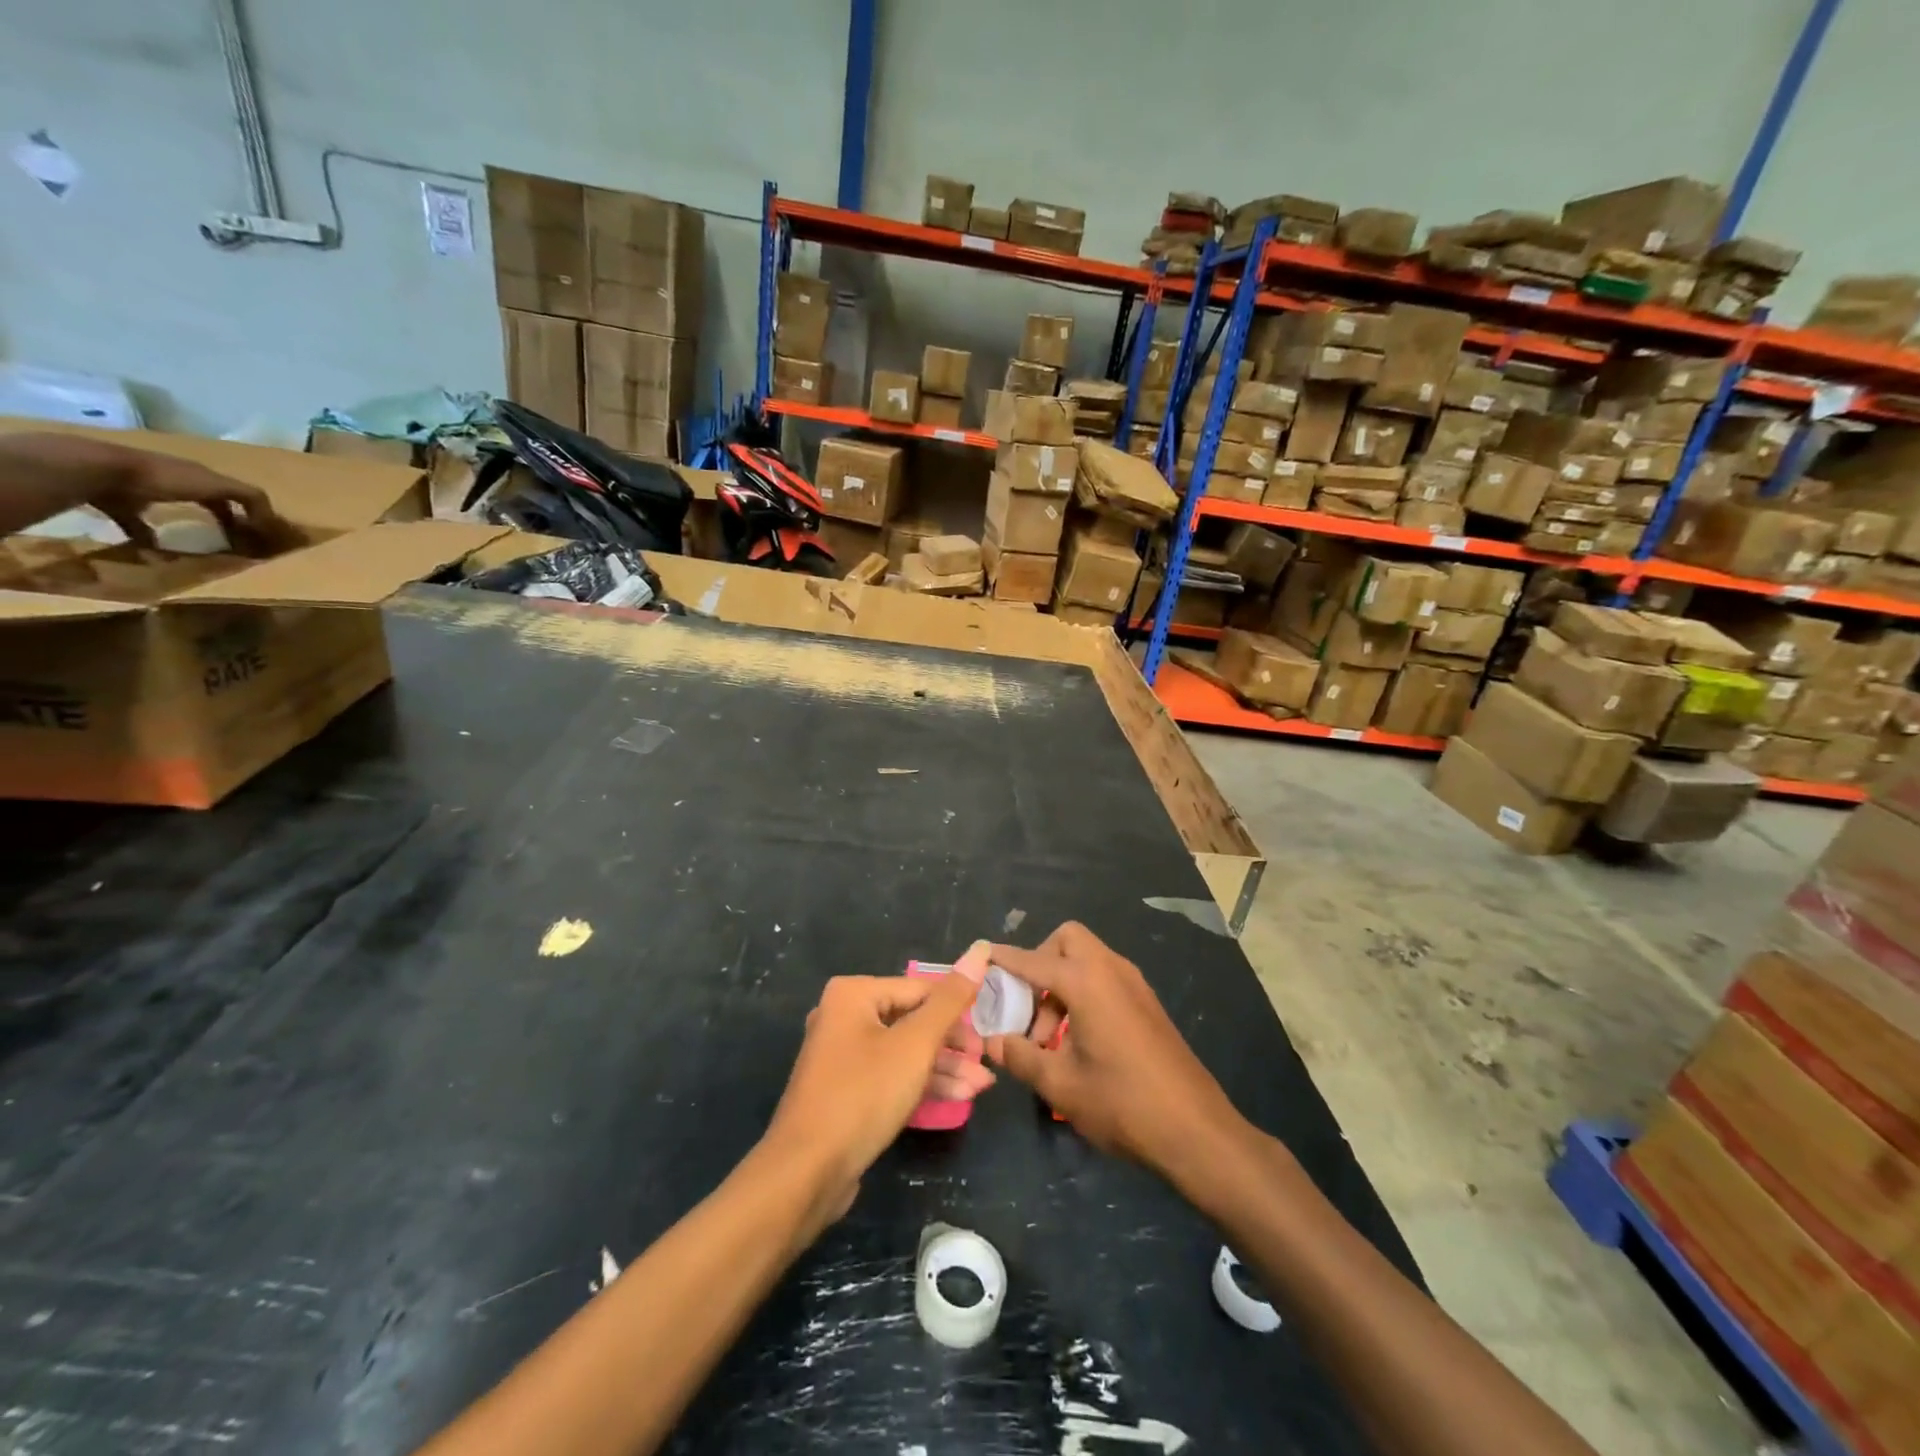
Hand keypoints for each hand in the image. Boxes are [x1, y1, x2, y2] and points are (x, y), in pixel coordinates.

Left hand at [97, 453, 298, 554]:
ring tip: (203, 546)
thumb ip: (246, 498)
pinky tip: (158, 552)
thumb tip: (271, 522)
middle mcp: (177, 480)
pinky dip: (152, 538)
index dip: (254, 512)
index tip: (264, 534)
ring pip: (179, 512)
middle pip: (212, 500)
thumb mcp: (214, 486)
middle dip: (229, 519)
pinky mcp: (121, 504)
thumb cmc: (163, 478)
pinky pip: (142, 524)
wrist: (100, 470)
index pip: (237, 493)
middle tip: (240, 542)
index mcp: (200, 475)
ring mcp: (147, 491)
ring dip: (194, 527)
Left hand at [764, 943, 995, 1229]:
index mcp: (853, 994)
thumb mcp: (915, 1045)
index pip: (920, 989)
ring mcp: (842, 1056)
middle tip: (986, 1062)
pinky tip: (957, 1097)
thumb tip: (978, 951)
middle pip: (912, 1020)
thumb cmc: (863, 1095)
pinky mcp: (845, 1090)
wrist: (806, 1172)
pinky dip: (920, 1083)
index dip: (958, 1009)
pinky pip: (890, 1075)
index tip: (988, 1031)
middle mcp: (843, 1016)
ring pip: (903, 1052)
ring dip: (943, 1068)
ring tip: (982, 1086)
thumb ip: (950, 1001)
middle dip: (952, 1045)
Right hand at [985, 922, 1245, 1184]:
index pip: (1033, 960)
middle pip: (1067, 941)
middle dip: (1040, 962)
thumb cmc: (1122, 1103)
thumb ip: (1020, 1056)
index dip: (1004, 959)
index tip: (981, 957)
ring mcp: (1134, 985)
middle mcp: (1112, 970)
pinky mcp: (1147, 1004)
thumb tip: (992, 1041)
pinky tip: (1077, 1041)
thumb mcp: (1060, 1085)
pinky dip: (1083, 993)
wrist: (1196, 1131)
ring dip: (1061, 984)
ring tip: (1047, 1039)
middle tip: (1026, 1005)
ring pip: (1087, 960)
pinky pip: (1105, 978)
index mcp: (1087, 982)